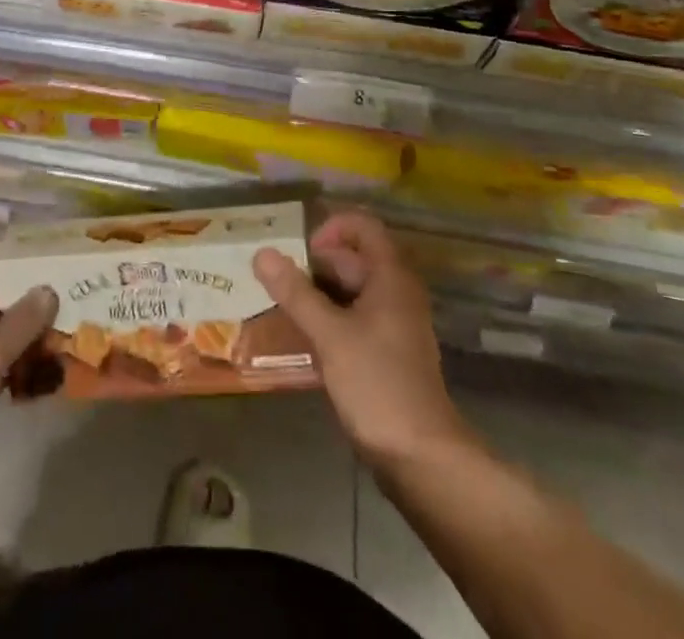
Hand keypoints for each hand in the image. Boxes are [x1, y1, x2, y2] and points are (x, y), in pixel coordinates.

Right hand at [254, 212, 470, 472]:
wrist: (422, 458)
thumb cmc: (378, 384)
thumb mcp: (330, 335)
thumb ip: (295, 292)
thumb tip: (262, 252)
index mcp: (391, 276)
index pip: (362, 225)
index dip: (330, 227)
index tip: (300, 250)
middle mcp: (396, 291)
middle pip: (353, 257)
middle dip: (314, 264)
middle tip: (276, 280)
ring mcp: (394, 323)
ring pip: (350, 290)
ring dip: (317, 293)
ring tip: (281, 306)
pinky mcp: (387, 352)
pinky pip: (354, 318)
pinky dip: (328, 318)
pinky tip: (302, 337)